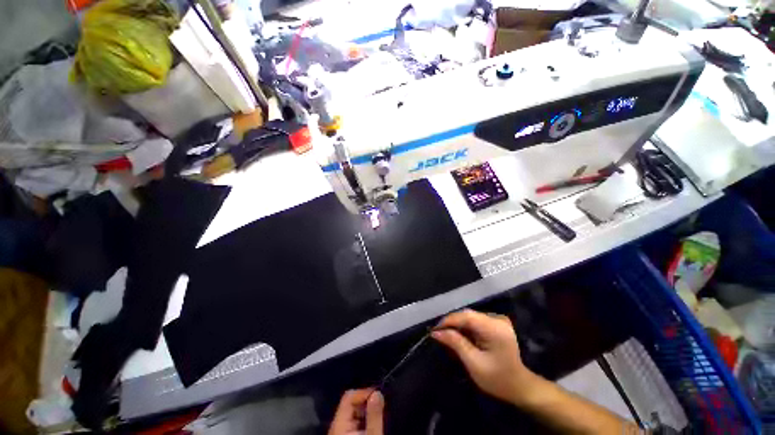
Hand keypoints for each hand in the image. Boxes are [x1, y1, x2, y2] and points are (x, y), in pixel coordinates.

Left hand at [328, 389, 383, 434]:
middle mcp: (336, 425)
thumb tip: (377, 392)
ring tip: (379, 413)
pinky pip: (352, 422)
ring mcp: (339, 431)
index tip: (379, 393)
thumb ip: (374, 415)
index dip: (364, 391)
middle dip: (367, 401)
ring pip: (352, 413)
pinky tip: (372, 422)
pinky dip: (363, 419)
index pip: (349, 395)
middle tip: (382, 404)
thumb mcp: (372, 434)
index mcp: (339, 422)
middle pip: (351, 403)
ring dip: (366, 410)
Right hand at [432, 309, 539, 405]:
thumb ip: (455, 343)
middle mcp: (497, 319)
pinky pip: (476, 320)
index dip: (449, 320)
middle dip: (452, 323)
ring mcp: (498, 320)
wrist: (520, 386)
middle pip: (468, 314)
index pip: (466, 317)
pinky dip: (466, 326)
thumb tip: (436, 332)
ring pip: (470, 316)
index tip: (435, 329)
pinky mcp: (496, 323)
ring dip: (458, 324)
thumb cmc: (497, 379)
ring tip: (446, 334)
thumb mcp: (474, 363)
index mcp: (494, 329)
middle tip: (438, 333)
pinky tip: (460, 335)